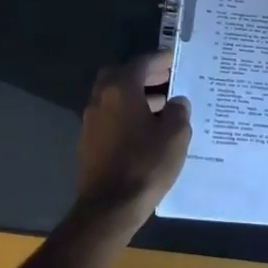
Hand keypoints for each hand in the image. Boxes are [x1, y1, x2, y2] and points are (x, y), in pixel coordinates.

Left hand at [76, 50, 191, 227]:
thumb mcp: (175, 136)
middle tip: (166, 79)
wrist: (109, 208)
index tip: (175, 59)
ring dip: (135, 95)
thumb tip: (177, 102)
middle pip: (121, 75)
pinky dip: (127, 113)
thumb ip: (178, 112)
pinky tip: (147, 129)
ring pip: (114, 97)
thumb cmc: (145, 165)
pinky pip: (111, 116)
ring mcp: (91, 121)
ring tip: (163, 106)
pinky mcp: (89, 142)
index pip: (141, 63)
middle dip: (143, 75)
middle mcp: (101, 99)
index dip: (160, 59)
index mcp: (120, 89)